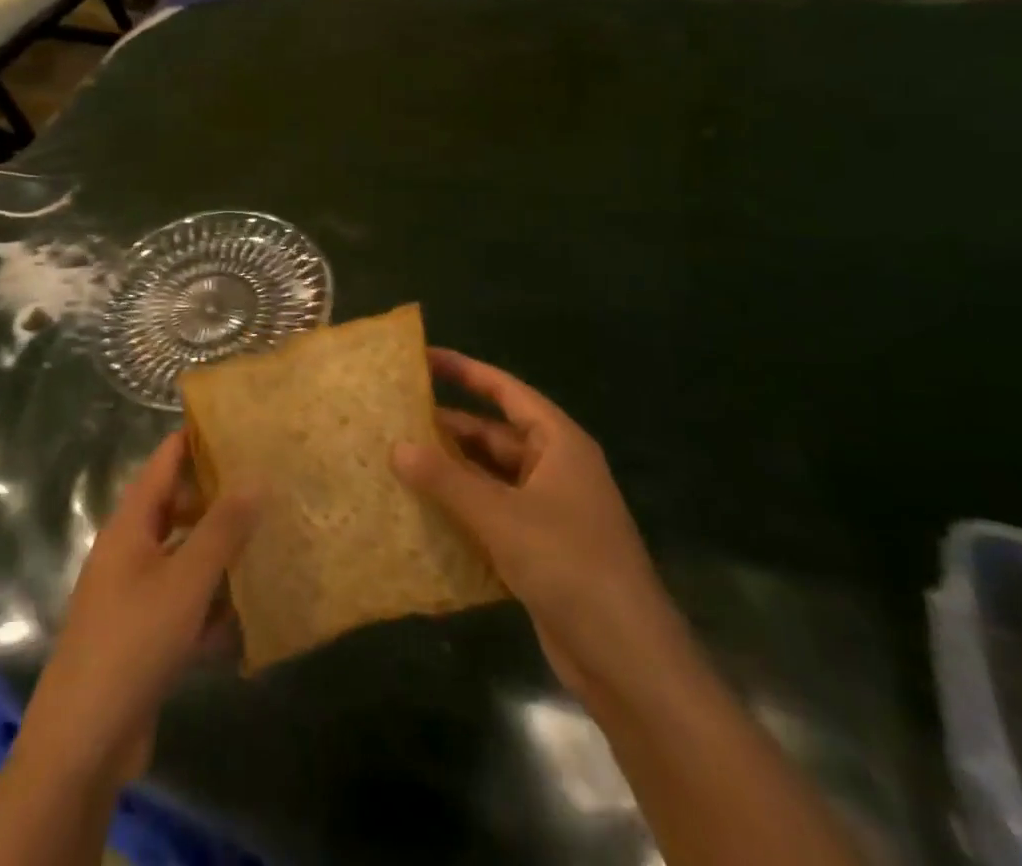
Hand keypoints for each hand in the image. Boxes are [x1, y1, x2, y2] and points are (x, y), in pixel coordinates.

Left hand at [12, 432, 257, 789]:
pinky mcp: (143, 637)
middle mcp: (129, 552)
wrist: (83, 743)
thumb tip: (255, 479)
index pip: (163, 462)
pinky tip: (247, 615)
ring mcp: (134, 596)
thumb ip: (221, 530)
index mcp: (130, 525)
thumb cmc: (133, 643)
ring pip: (184, 558)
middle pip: (175, 508)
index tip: (237, 424)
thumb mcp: (185, 581)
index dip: (195, 439)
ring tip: (267, 543)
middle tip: (266, 487)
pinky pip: (184, 604)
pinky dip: (210, 605)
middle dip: (216, 498)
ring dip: (219, 554)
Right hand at [391, 349, 685, 692]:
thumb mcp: (501, 517)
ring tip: (395, 461)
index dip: (465, 371)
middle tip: (393, 418)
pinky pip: (490, 513)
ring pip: (487, 476)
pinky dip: (459, 508)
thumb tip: (396, 446)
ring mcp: (547, 510)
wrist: (628, 662)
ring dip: (449, 472)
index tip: (422, 358)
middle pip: (492, 435)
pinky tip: (419, 510)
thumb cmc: (570, 566)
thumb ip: (446, 479)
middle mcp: (553, 469)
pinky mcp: (538, 548)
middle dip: (446, 428)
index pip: (505, 391)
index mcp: (558, 444)